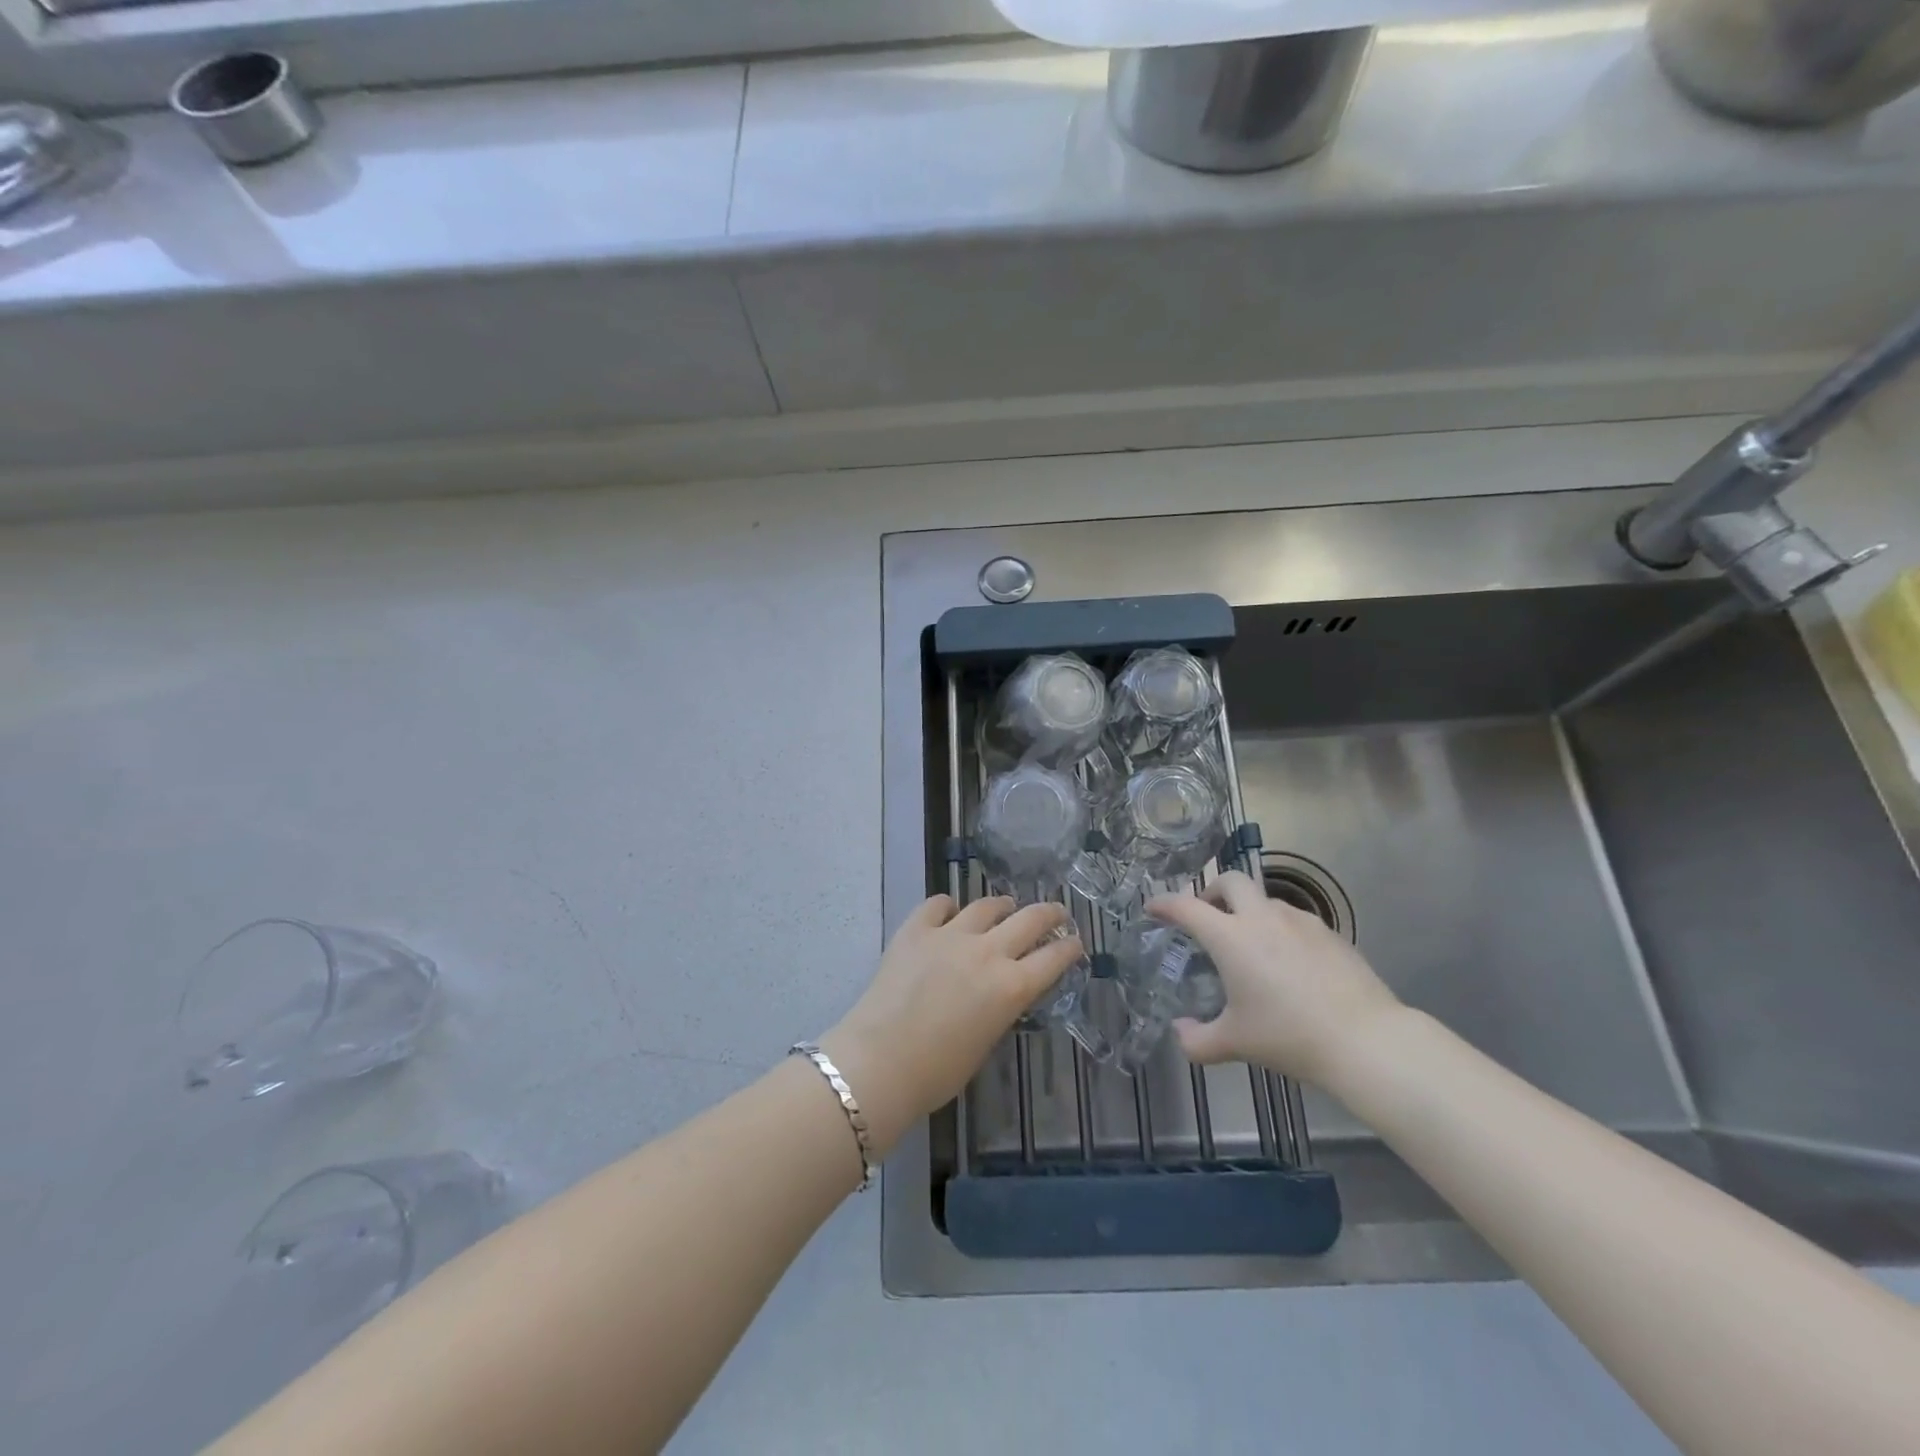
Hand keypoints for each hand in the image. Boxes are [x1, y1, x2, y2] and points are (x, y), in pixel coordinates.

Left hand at [819, 896, 1080, 1157]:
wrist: (879, 1061)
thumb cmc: (937, 1072)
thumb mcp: (985, 1041)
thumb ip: (999, 1008)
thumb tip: (998, 993)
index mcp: (1011, 987)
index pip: (1054, 958)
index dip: (1069, 948)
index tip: (1075, 942)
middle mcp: (988, 952)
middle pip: (1030, 919)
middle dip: (1050, 913)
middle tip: (1057, 912)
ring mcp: (950, 935)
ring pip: (986, 906)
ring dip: (1001, 906)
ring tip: (1004, 906)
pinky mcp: (916, 929)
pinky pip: (938, 904)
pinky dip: (948, 907)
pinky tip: (949, 911)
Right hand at [1149, 870, 1402, 1088]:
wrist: (1366, 1040)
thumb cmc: (1288, 1036)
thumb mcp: (1234, 1043)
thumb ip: (1196, 1040)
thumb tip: (1180, 1031)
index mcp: (1230, 937)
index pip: (1186, 906)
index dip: (1164, 903)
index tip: (1152, 908)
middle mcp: (1262, 918)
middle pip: (1230, 880)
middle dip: (1212, 892)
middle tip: (1209, 917)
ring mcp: (1300, 921)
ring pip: (1265, 899)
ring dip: (1249, 911)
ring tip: (1251, 945)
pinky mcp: (1330, 933)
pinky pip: (1295, 920)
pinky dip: (1280, 929)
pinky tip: (1289, 962)